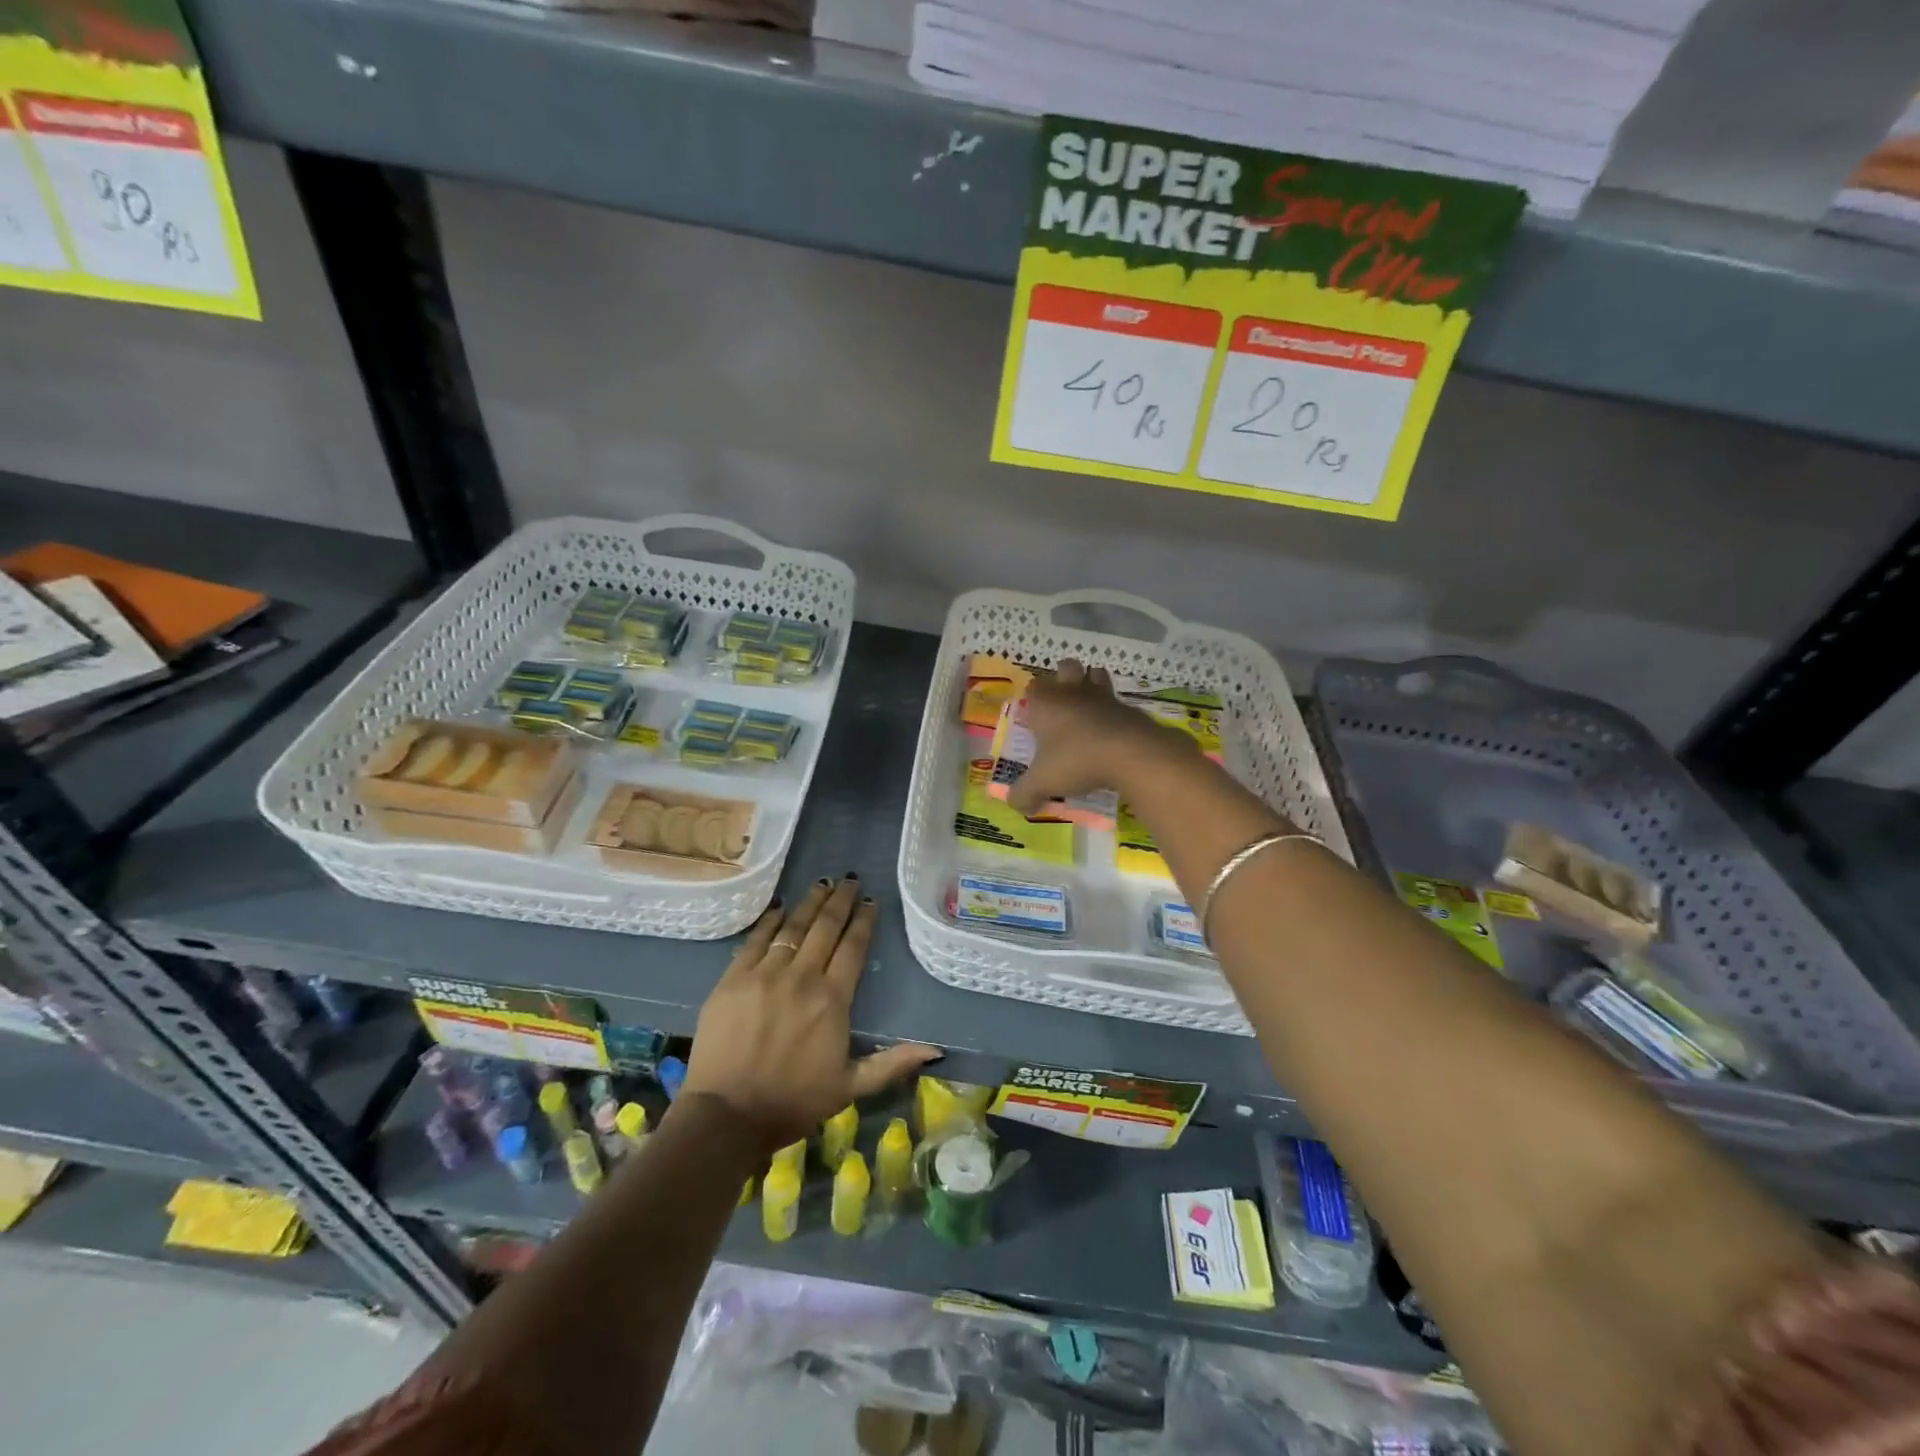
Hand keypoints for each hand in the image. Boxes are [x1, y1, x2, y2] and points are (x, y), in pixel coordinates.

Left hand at [682, 876, 940, 1150]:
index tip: (871, 902)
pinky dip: (771, 920)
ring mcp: (765, 974)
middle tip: (850, 880)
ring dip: (810, 902)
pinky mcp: (733, 978)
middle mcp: (803, 977)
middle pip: (825, 927)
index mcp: (833, 1000)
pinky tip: (781, 907)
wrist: (727, 1116)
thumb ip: (892, 1064)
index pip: (853, 947)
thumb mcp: (850, 1087)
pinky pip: (756, 939)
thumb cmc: (793, 1103)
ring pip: (793, 926)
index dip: (864, 921)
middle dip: (841, 900)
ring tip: (823, 883)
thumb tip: (936, 1050)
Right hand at [1007, 660, 1199, 816]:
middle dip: (1063, 677)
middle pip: (1066, 667)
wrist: (1130, 753)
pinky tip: (1112, 731)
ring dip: (1092, 683)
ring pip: (1096, 674)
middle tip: (1062, 701)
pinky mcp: (1129, 708)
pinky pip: (1118, 701)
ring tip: (1089, 706)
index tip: (1034, 713)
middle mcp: (1073, 692)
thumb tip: (1015, 804)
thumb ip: (1024, 793)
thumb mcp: (1042, 782)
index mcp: (1046, 703)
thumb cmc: (1076, 760)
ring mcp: (1104, 697)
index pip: (1033, 686)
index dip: (1033, 696)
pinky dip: (1114, 711)